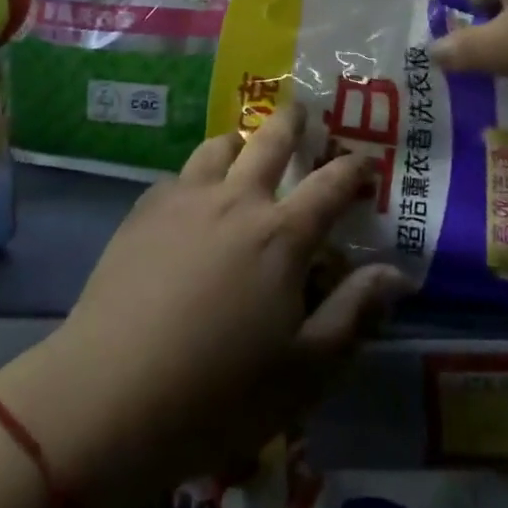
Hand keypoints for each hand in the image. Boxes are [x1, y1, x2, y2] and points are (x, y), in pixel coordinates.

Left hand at [0, 104, 410, 507]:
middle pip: (270, 140)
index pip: (332, 184)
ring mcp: (185, 200)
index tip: (365, 161)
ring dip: (240, 141)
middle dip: (292, 121)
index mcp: (282, 235)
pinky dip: (196, 175)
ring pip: (218, 147)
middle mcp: (236, 200)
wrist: (111, 396)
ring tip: (243, 149)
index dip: (354, 168)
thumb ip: (353, 313)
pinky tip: (191, 197)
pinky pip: (178, 175)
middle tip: (301, 111)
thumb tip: (397, 273)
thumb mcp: (305, 370)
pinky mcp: (142, 212)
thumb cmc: (220, 392)